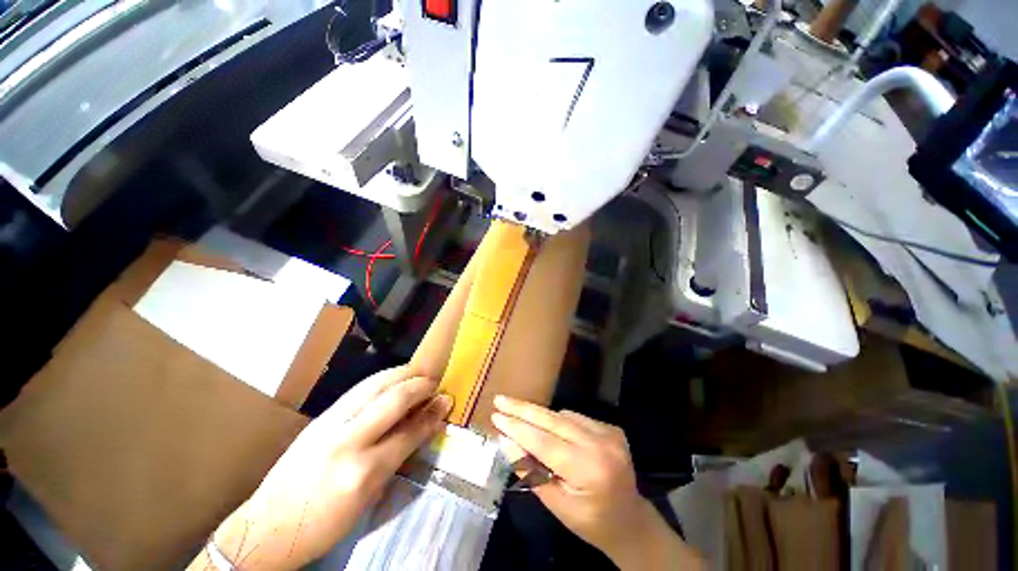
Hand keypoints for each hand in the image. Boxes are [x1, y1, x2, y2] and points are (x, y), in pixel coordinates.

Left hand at [202, 366, 451, 569]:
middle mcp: (348, 442)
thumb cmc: (324, 523)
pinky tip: (391, 379)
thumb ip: (397, 456)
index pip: (408, 432)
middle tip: (434, 381)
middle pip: (393, 399)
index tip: (447, 399)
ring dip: (401, 374)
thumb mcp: (368, 499)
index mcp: (363, 472)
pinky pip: (358, 390)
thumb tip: (423, 427)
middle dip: (419, 385)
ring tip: (417, 372)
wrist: (267, 526)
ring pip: (374, 385)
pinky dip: (381, 379)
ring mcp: (330, 425)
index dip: (432, 413)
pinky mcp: (320, 418)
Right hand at [491, 396, 702, 569]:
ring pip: (563, 415)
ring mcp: (609, 432)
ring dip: (539, 416)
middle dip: (523, 409)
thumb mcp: (556, 505)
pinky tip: (550, 430)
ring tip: (519, 416)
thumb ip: (530, 472)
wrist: (630, 520)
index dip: (518, 428)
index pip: (544, 442)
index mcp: (588, 470)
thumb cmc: (590, 521)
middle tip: (500, 400)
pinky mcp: (611, 427)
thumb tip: (506, 441)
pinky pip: (575, 418)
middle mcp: (601, 444)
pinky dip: (558, 421)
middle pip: (553, 420)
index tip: (496, 416)